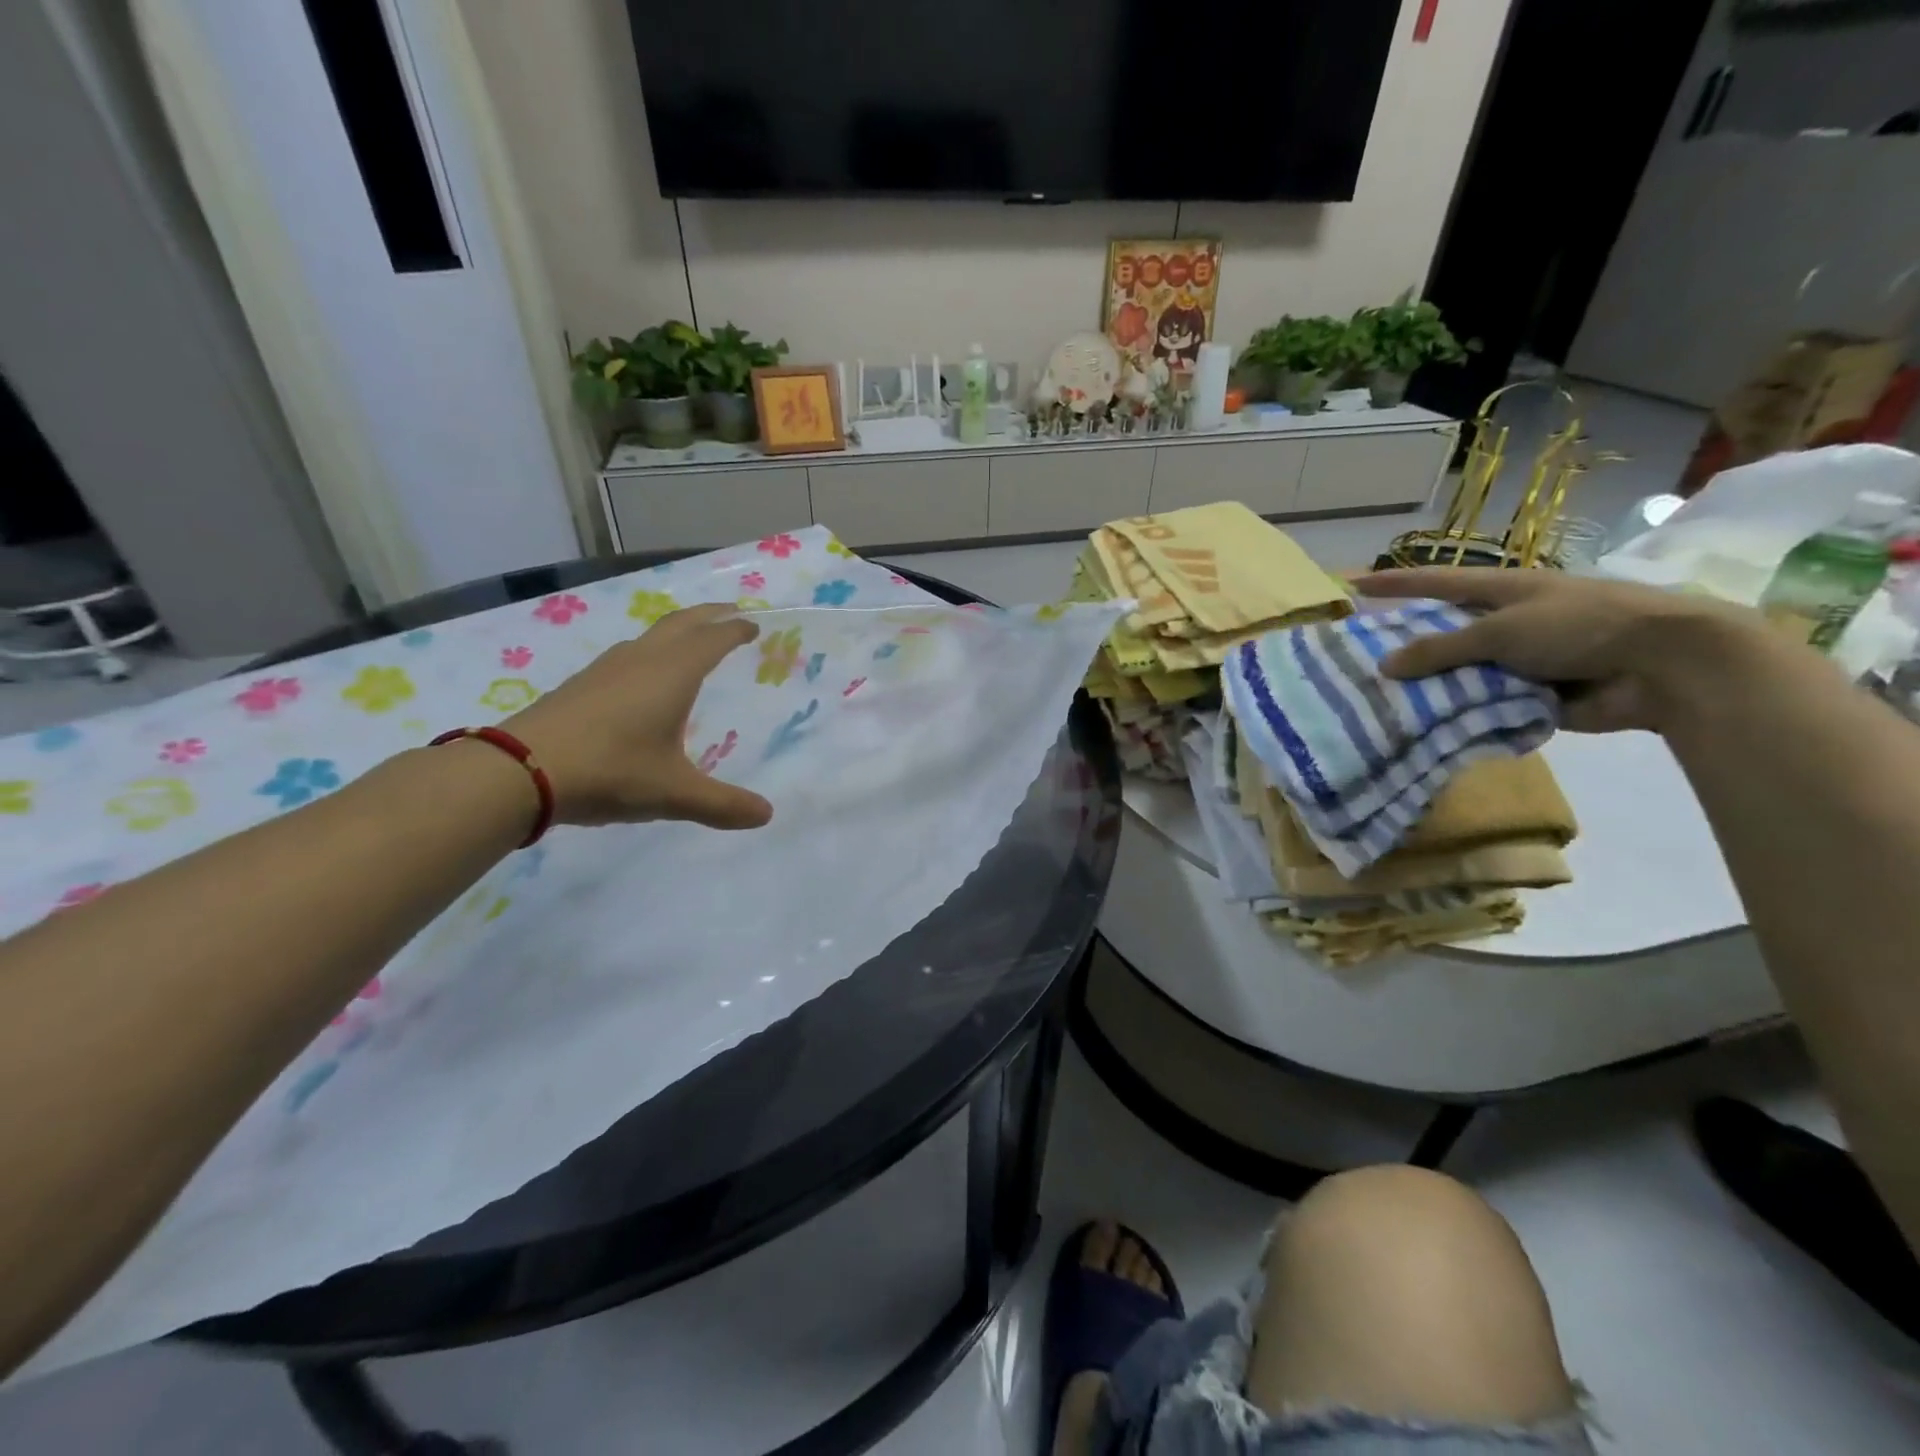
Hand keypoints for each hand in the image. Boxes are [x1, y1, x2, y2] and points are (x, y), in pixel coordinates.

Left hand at [503, 604, 772, 829]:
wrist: (518, 770)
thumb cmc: (610, 771)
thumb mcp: (674, 793)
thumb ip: (722, 804)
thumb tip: (766, 815)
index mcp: (673, 674)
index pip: (713, 639)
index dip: (735, 631)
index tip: (753, 626)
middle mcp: (642, 660)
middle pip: (682, 623)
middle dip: (710, 615)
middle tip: (732, 614)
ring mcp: (606, 669)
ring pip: (651, 636)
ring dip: (678, 631)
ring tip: (692, 643)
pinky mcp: (582, 684)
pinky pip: (629, 655)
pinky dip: (652, 652)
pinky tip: (644, 679)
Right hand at [1351, 568, 1763, 733]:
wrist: (1666, 665)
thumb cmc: (1582, 627)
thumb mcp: (1503, 631)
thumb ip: (1442, 649)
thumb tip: (1385, 665)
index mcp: (1503, 590)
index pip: (1435, 582)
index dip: (1394, 583)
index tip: (1352, 586)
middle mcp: (1507, 622)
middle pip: (1443, 631)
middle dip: (1406, 644)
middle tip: (1357, 658)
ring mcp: (1520, 660)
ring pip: (1460, 672)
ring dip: (1430, 686)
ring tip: (1380, 700)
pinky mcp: (1532, 695)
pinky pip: (1482, 704)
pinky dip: (1459, 713)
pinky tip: (1423, 726)